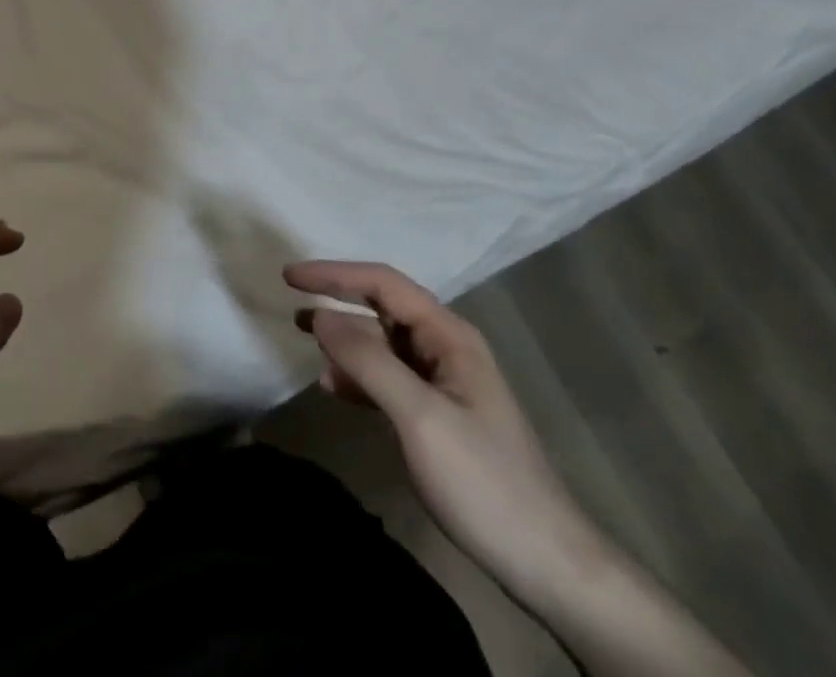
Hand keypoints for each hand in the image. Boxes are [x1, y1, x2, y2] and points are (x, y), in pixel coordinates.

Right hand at [283, 260, 603, 596]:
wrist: (544, 560)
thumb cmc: (482, 480)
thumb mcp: (420, 417)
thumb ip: (369, 361)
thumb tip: (321, 316)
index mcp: (448, 334)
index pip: (384, 284)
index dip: (335, 274)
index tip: (290, 277)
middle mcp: (446, 346)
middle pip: (384, 308)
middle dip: (338, 301)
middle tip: (292, 303)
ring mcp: (444, 381)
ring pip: (385, 344)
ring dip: (346, 340)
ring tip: (305, 339)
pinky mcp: (439, 414)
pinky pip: (391, 379)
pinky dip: (360, 377)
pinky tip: (335, 387)